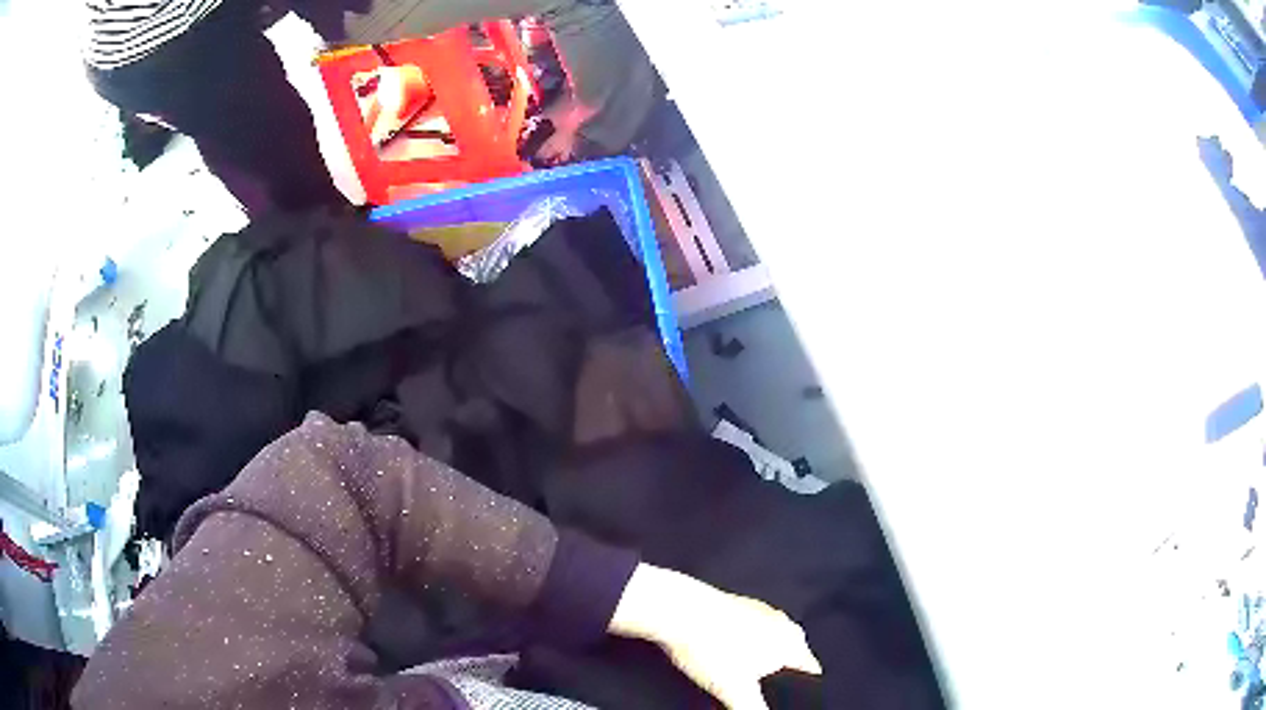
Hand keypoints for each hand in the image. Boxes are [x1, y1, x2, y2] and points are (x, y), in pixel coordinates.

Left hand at [609, 564, 821, 709]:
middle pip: (790, 655)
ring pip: (769, 641)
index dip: (801, 689)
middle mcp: (783, 622)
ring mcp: (760, 609)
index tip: (788, 700)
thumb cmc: (710, 648)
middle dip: (778, 674)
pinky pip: (748, 629)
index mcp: (792, 641)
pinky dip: (740, 642)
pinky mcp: (737, 604)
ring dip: (759, 657)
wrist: (677, 610)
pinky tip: (721, 652)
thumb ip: (755, 709)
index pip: (809, 670)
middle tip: (757, 690)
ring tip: (736, 672)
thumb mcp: (734, 690)